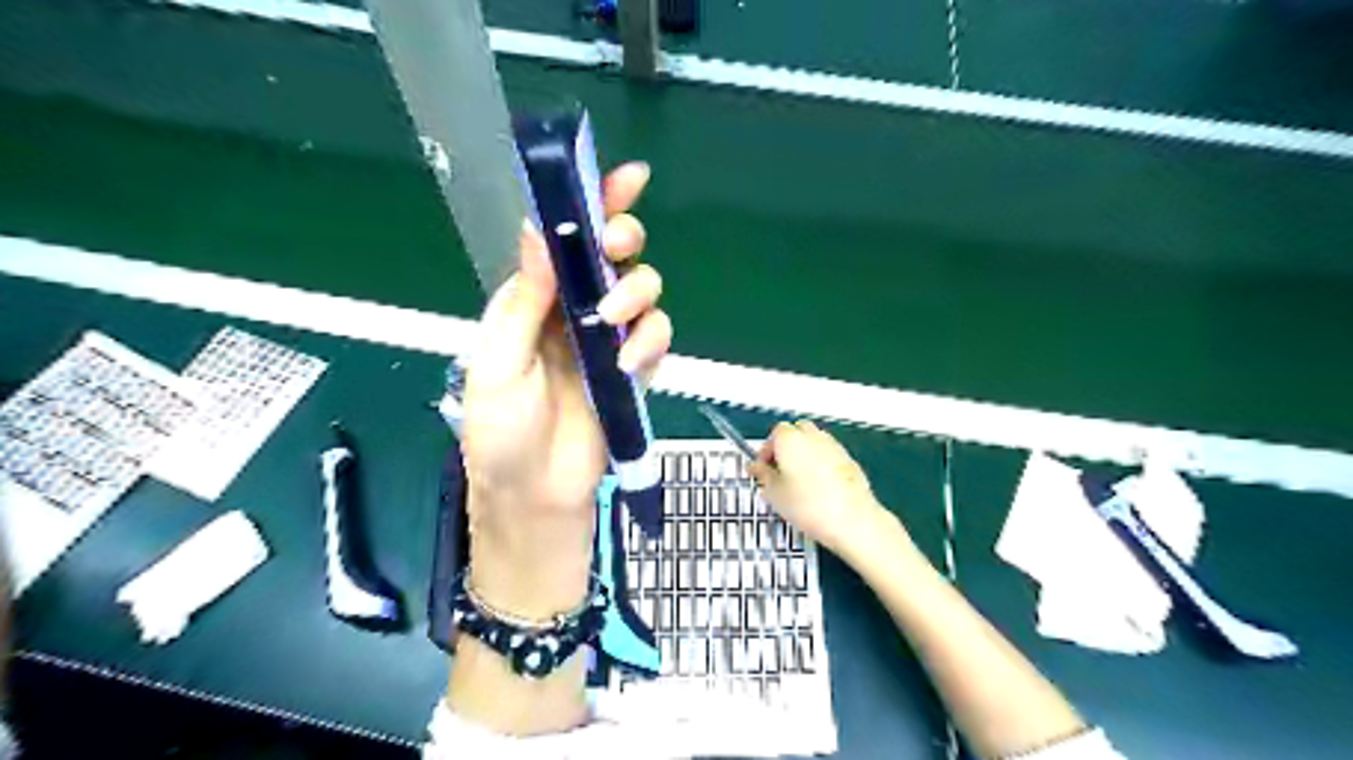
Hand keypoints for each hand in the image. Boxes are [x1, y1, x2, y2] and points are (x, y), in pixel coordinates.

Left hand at [467, 159, 671, 617]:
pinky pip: (656, 336)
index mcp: (534, 301)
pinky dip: (649, 341)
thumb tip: (538, 232)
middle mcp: (575, 310)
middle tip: (616, 250)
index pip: (563, 240)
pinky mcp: (635, 369)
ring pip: (644, 289)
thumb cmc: (502, 432)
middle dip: (622, 241)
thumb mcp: (498, 363)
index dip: (592, 203)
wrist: (535, 494)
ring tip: (613, 322)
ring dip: (636, 293)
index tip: (626, 177)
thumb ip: (523, 301)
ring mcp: (609, 339)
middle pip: (614, 254)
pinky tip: (628, 363)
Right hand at [750, 418, 906, 561]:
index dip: (767, 451)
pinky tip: (818, 488)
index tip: (763, 469)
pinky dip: (820, 463)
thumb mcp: (775, 494)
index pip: (774, 434)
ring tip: (798, 482)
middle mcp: (812, 436)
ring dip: (803, 455)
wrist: (852, 520)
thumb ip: (762, 475)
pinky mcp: (849, 459)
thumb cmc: (809, 506)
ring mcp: (833, 445)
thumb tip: (756, 467)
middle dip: (785, 449)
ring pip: (813, 442)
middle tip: (779, 473)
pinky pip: (828, 454)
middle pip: (795, 433)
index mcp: (790, 439)